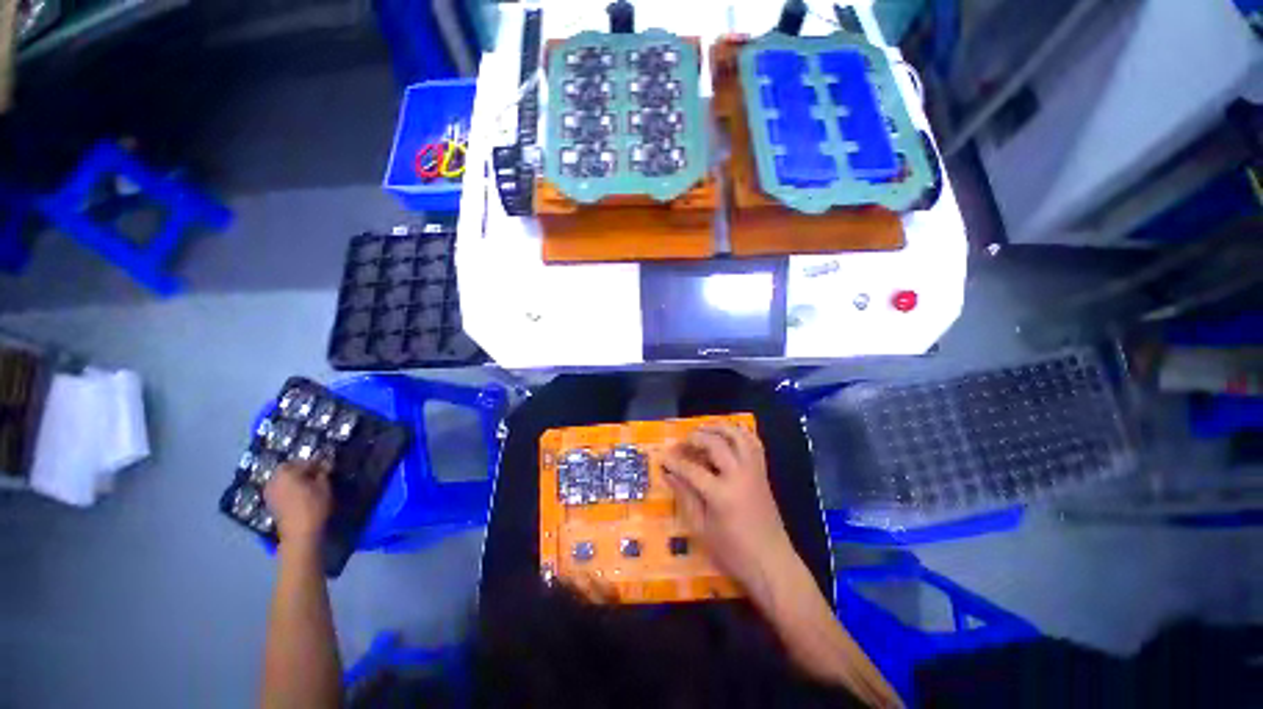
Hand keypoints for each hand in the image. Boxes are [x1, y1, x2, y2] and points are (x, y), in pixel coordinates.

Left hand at [264, 460, 332, 545]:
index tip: (328, 466)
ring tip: (308, 484)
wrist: (299, 532)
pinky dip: (289, 488)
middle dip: (303, 469)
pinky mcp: (270, 502)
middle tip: (317, 475)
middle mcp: (274, 479)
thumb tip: (326, 461)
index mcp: (286, 471)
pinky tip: (299, 494)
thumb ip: (324, 471)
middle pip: (290, 468)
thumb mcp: (325, 485)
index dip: (318, 462)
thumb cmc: (314, 505)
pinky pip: (280, 488)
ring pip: (284, 478)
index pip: (305, 460)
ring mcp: (269, 491)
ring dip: (295, 479)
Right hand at [661, 424, 798, 600]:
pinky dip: (741, 434)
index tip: (662, 457)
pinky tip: (728, 434)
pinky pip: (754, 444)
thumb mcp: (701, 529)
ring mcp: (754, 471)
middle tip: (682, 443)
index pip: (692, 469)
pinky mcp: (763, 473)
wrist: (772, 564)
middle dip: (696, 438)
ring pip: (738, 436)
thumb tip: (669, 474)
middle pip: (715, 444)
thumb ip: (685, 497)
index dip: (675, 462)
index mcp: (722, 494)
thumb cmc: (733, 552)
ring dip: (719, 428)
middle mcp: (740, 475)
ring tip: (703, 429)